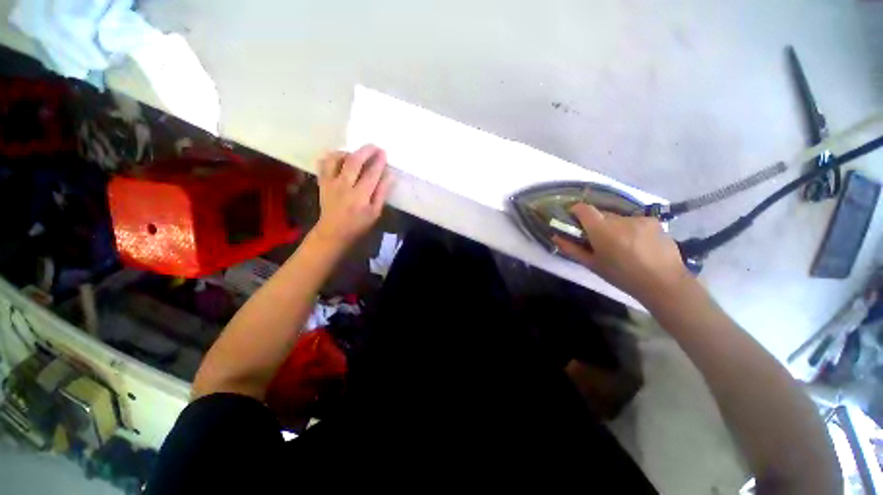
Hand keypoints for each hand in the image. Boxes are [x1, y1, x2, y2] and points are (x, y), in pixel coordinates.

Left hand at [314, 145, 393, 246]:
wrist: (333, 232)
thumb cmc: (358, 224)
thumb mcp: (375, 212)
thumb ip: (382, 193)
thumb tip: (389, 175)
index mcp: (360, 196)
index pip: (371, 173)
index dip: (379, 161)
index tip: (384, 153)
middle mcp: (344, 186)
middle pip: (354, 161)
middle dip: (366, 151)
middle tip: (374, 146)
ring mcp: (330, 182)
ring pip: (336, 158)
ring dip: (348, 152)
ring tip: (356, 154)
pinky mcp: (322, 182)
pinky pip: (324, 163)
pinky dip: (332, 157)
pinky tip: (340, 159)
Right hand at [553, 204, 691, 303]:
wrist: (664, 283)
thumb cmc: (622, 276)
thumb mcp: (592, 264)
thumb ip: (571, 248)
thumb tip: (556, 236)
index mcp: (602, 230)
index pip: (584, 208)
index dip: (576, 211)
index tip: (574, 220)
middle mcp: (620, 219)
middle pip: (601, 214)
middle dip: (595, 224)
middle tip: (598, 240)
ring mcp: (639, 219)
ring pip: (617, 218)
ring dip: (613, 227)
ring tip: (621, 245)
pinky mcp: (653, 221)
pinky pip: (633, 221)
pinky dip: (630, 229)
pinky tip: (637, 245)